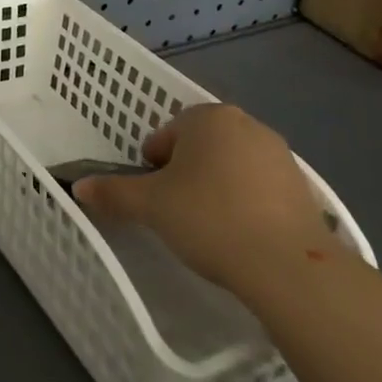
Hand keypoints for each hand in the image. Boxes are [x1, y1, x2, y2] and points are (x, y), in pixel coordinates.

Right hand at [74, 104, 332, 293]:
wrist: (287, 264)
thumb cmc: (209, 218)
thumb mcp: (151, 206)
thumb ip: (113, 193)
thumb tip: (78, 187)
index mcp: (208, 117)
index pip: (166, 135)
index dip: (153, 167)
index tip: (155, 199)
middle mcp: (245, 124)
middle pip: (199, 146)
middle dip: (186, 174)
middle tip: (178, 212)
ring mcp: (279, 153)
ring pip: (231, 165)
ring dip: (217, 187)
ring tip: (211, 227)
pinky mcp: (302, 185)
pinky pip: (260, 187)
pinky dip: (247, 203)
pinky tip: (242, 235)